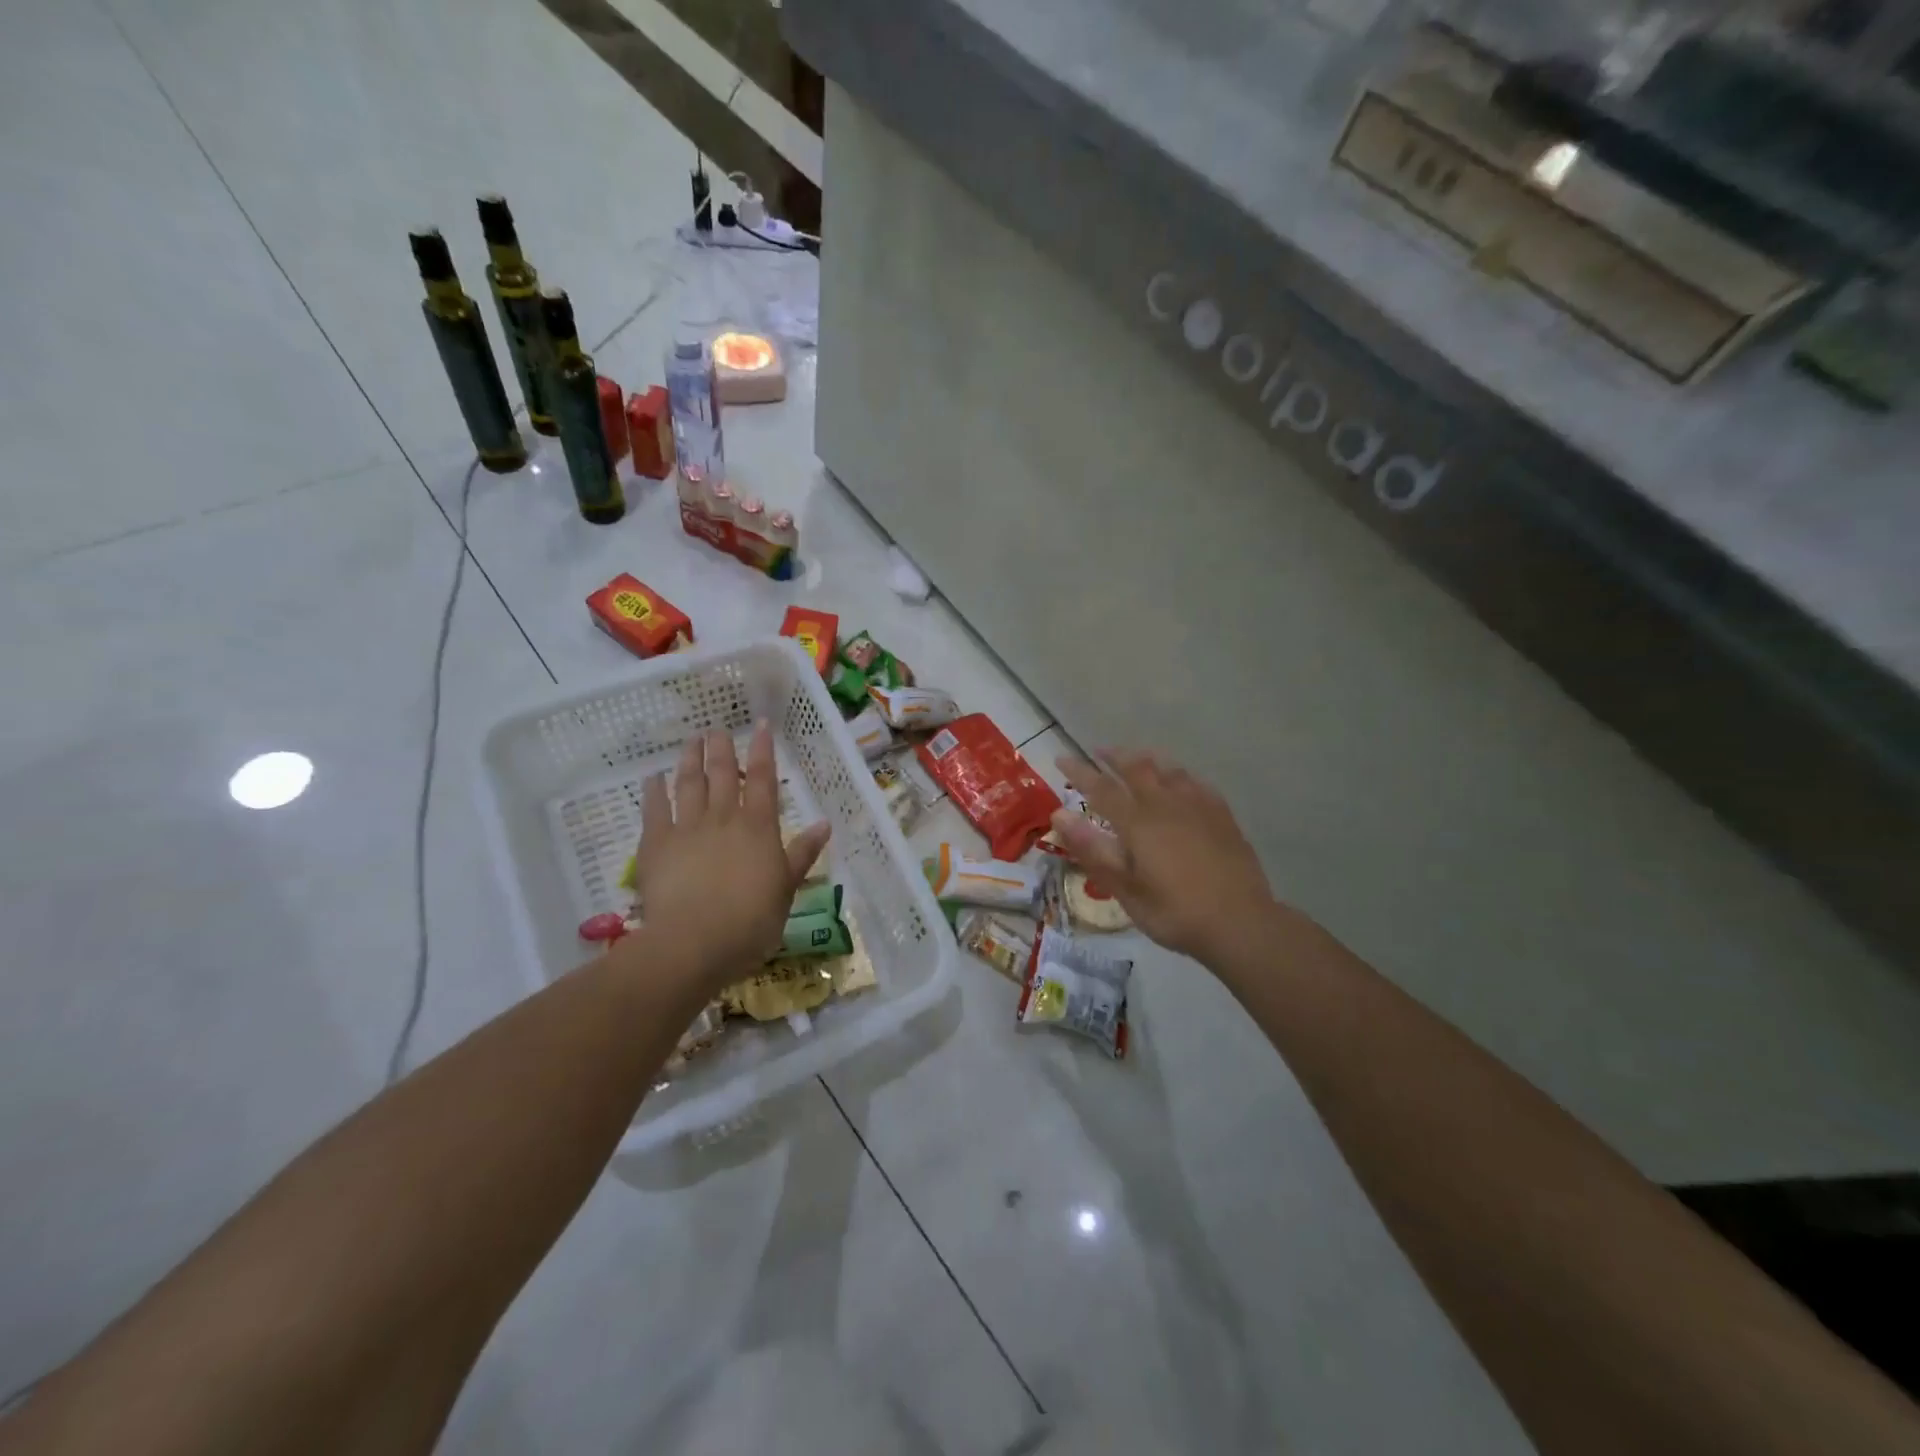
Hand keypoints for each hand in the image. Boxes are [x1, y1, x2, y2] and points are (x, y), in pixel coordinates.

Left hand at [627, 725, 830, 992]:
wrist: (694, 942)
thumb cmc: (750, 921)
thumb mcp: (786, 889)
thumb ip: (802, 854)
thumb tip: (824, 823)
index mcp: (759, 827)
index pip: (764, 779)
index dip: (763, 749)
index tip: (762, 724)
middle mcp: (723, 818)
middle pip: (723, 774)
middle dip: (722, 748)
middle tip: (718, 728)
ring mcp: (687, 828)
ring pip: (689, 784)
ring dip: (690, 759)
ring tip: (692, 740)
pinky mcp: (656, 844)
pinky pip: (654, 809)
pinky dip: (653, 790)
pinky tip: (653, 777)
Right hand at [1050, 750, 1273, 964]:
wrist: (1240, 922)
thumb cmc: (1174, 911)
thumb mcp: (1125, 888)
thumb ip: (1092, 850)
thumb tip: (1060, 815)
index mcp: (1137, 822)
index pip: (1100, 788)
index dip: (1079, 771)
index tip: (1061, 758)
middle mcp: (1165, 804)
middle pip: (1136, 768)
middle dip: (1114, 756)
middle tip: (1099, 750)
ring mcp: (1197, 806)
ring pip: (1168, 769)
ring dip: (1146, 759)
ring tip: (1136, 758)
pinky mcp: (1221, 815)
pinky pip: (1196, 782)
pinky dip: (1179, 774)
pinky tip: (1181, 780)